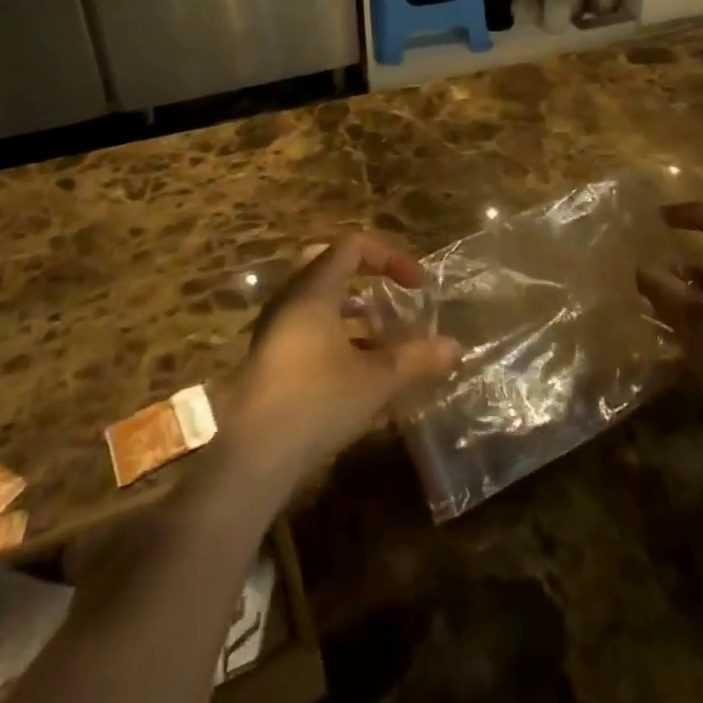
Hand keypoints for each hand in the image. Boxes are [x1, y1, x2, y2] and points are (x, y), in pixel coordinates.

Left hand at [229, 234, 460, 483]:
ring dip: (354, 308)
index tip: (418, 285)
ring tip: (383, 334)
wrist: (247, 456)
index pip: (353, 246)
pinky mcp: (270, 356)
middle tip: (393, 293)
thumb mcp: (374, 380)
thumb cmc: (314, 402)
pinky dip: (337, 331)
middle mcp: (291, 298)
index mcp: (314, 289)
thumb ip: (415, 359)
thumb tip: (455, 347)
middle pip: (329, 263)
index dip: (390, 257)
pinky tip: (358, 366)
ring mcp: (276, 328)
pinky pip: (308, 324)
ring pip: (319, 297)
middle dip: (367, 274)